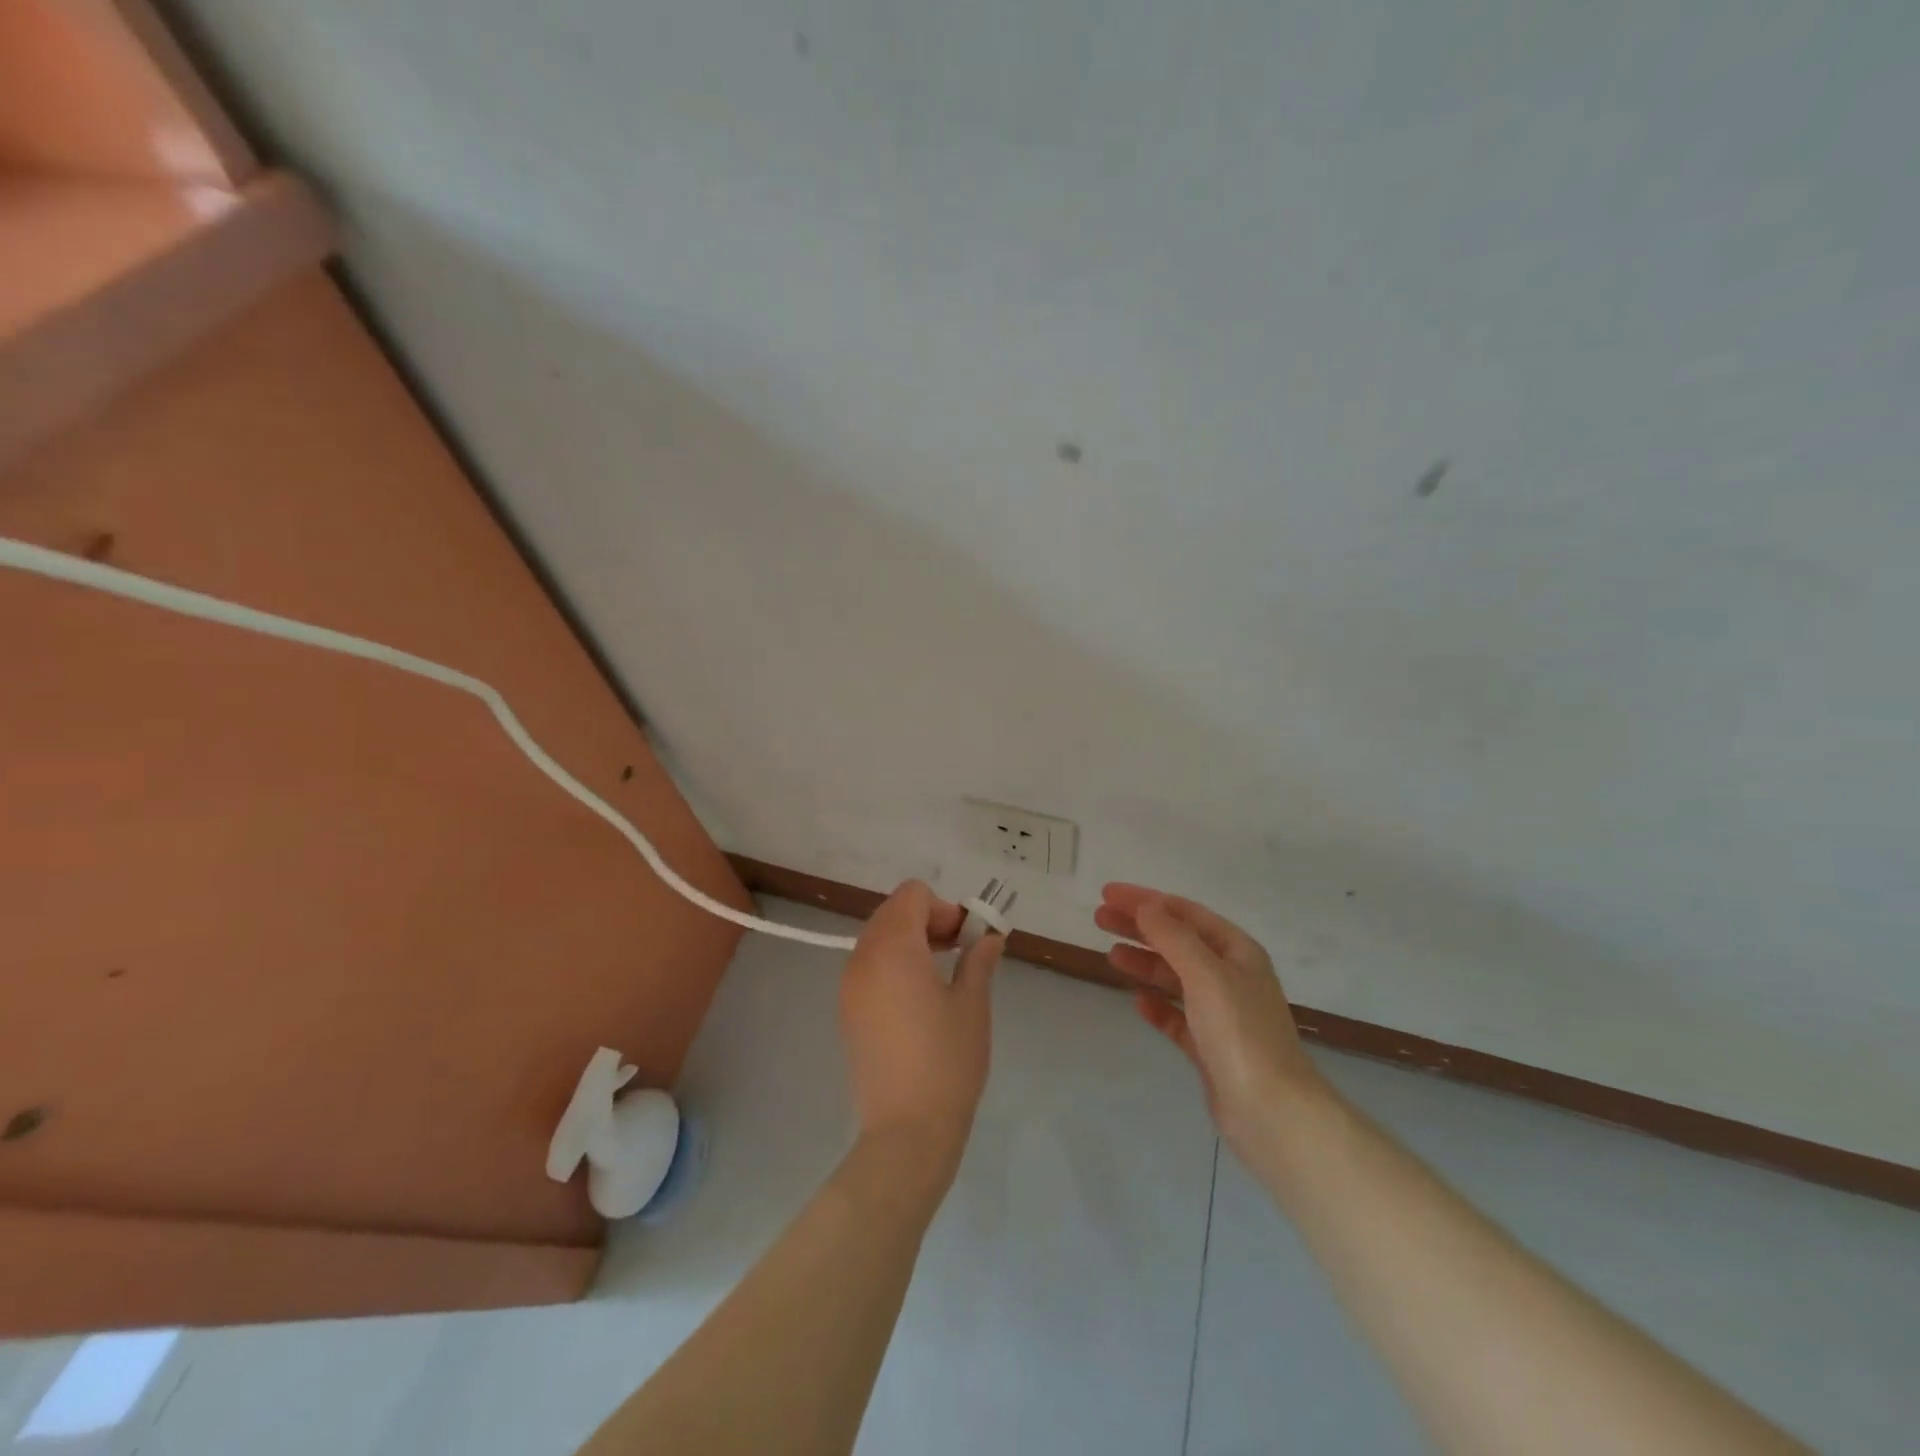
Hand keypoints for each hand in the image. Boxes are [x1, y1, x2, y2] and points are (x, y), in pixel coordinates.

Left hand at [841, 880, 1002, 1185]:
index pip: (912, 895)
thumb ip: (978, 960)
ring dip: (911, 940)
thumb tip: (989, 937)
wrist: (906, 1132)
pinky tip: (919, 997)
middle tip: (960, 950)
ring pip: (878, 937)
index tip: (967, 938)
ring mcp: (850, 985)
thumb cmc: (947, 1062)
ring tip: (943, 972)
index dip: (944, 907)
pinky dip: (894, 963)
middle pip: (893, 912)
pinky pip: (869, 965)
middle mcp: (863, 957)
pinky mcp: (847, 1011)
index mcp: (893, 947)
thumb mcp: (972, 1004)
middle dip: (928, 920)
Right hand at [1096, 884, 1319, 1150]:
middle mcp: (1231, 977)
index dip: (1146, 899)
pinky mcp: (1210, 1049)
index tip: (1108, 893)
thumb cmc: (1240, 1033)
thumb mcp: (1205, 974)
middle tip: (1099, 918)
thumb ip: (1173, 937)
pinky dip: (1157, 1006)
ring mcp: (1222, 1014)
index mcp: (1237, 952)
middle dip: (1139, 927)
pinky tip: (1138, 1002)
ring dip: (1144, 962)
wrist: (1272, 1113)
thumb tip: (1145, 905)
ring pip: (1175, 978)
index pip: (1185, 913)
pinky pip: (1178, 1017)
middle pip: (1178, 941)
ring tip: (1110, 956)